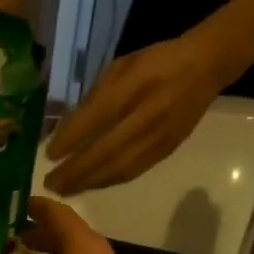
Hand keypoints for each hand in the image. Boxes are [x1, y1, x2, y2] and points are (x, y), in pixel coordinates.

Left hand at [42, 34, 232, 194]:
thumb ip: (94, 98)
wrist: (204, 67)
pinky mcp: (167, 150)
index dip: (70, 140)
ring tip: (66, 190)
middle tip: (50, 184)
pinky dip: (109, 181)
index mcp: (132, 86)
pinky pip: (134, 171)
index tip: (48, 155)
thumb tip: (67, 130)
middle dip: (74, 171)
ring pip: (119, 168)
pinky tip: (93, 185)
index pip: (95, 118)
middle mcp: (146, 115)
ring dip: (89, 182)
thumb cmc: (154, 63)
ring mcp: (158, 136)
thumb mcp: (119, 68)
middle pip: (104, 151)